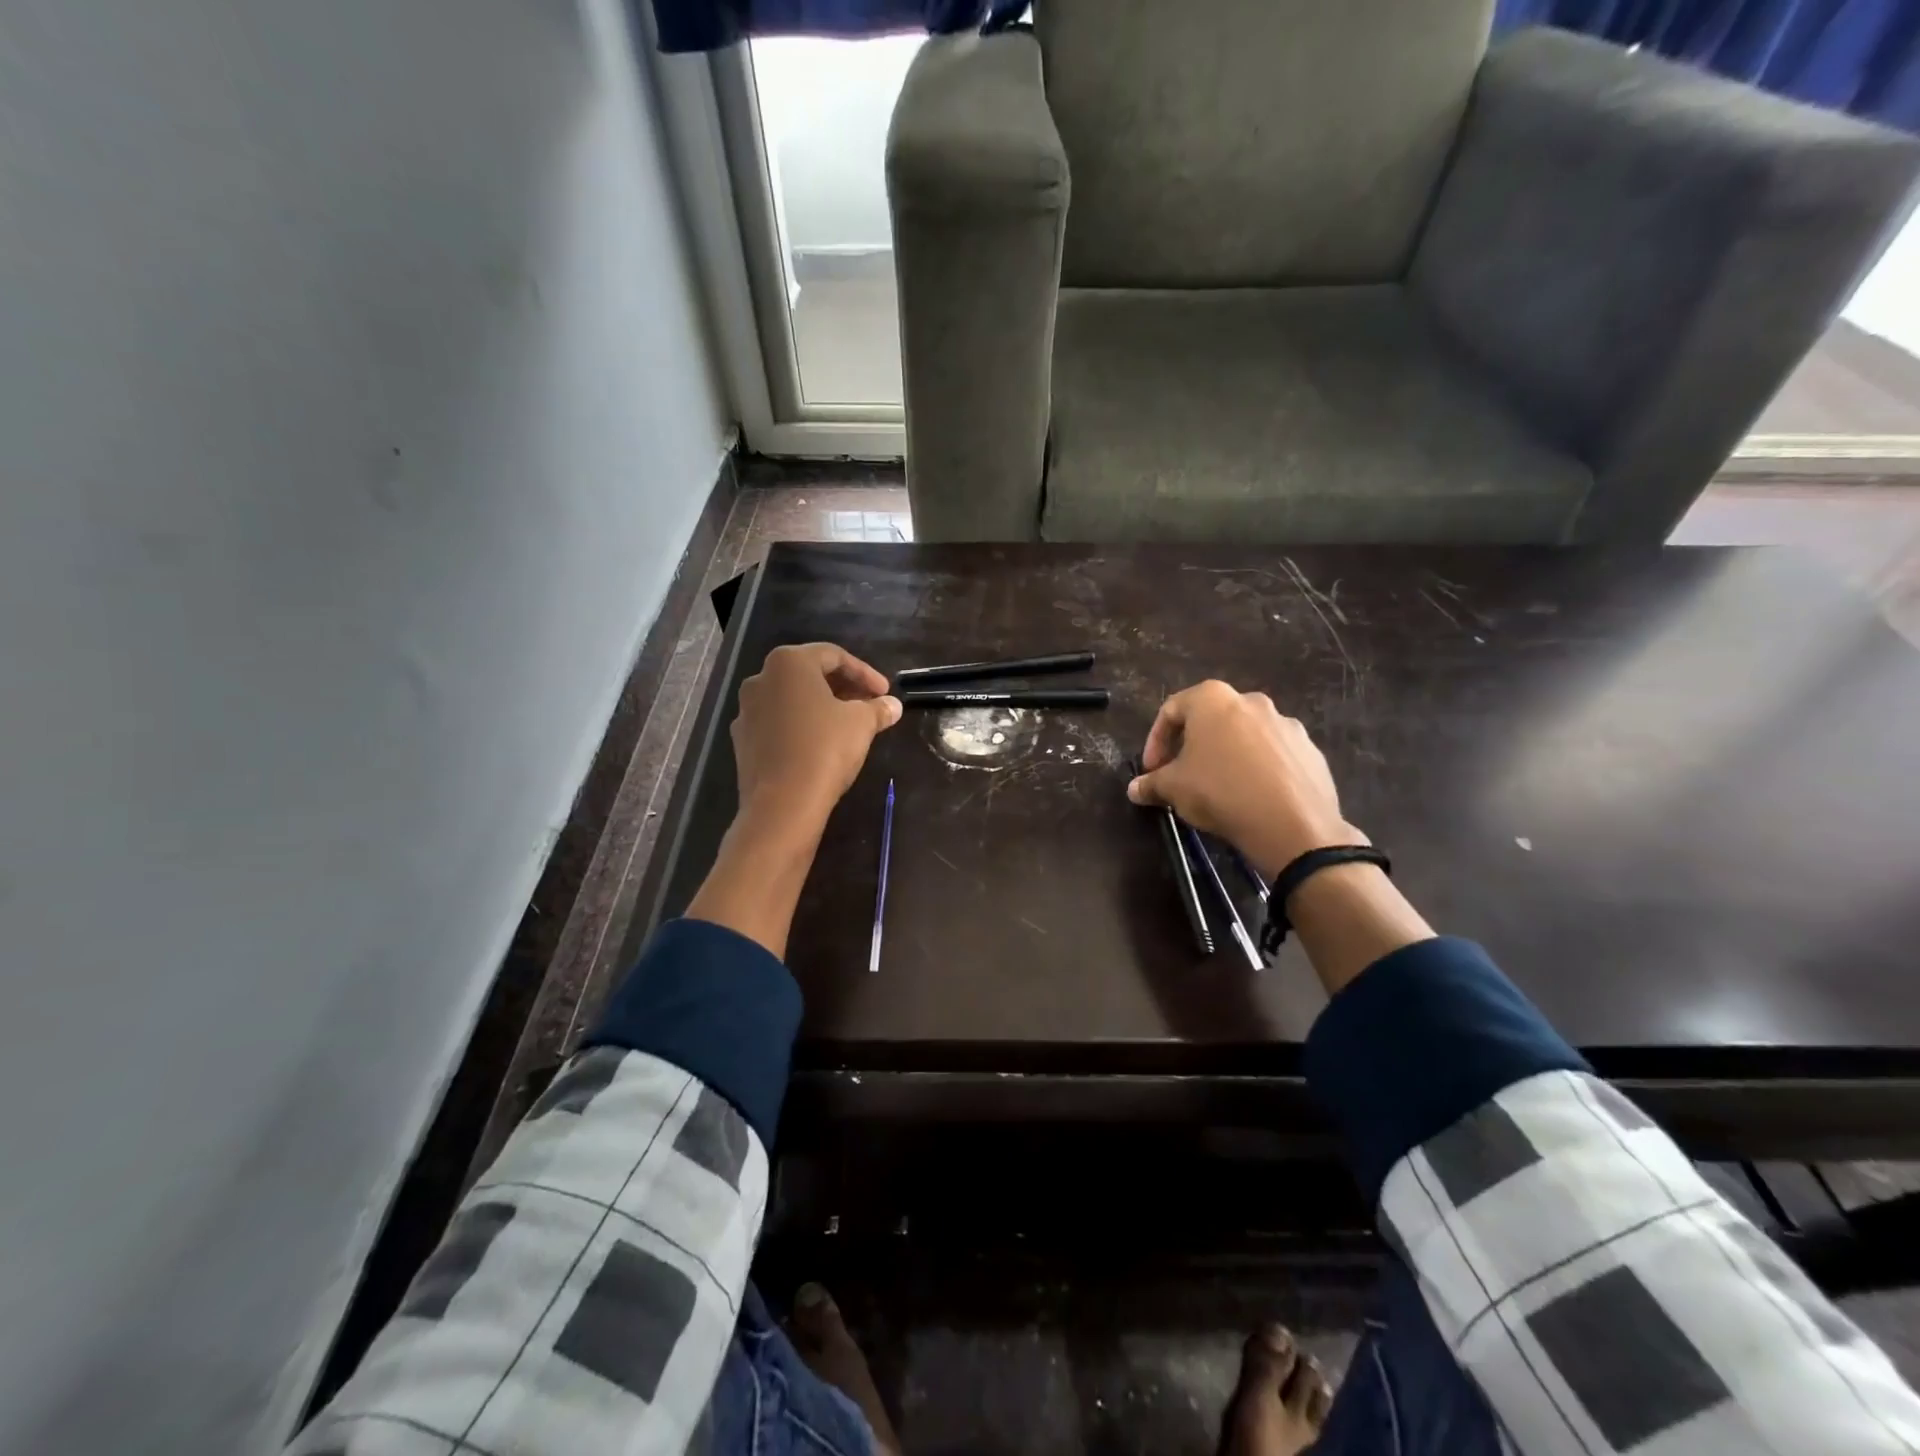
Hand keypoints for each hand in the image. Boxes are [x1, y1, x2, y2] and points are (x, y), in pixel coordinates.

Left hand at [732, 643, 900, 827]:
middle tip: (869, 704)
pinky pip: (778, 724)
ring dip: (821, 707)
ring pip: (791, 700)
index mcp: (789, 663)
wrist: (782, 804)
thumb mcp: (862, 724)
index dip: (864, 672)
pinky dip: (801, 726)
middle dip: (842, 688)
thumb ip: (877, 709)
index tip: (885, 692)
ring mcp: (747, 711)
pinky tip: (820, 745)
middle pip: (809, 675)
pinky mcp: (743, 741)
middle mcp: (761, 679)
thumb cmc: (825, 749)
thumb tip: (893, 705)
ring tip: (847, 725)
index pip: (833, 656)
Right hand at [1127, 681, 1362, 879]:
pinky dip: (1258, 768)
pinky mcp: (1309, 749)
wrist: (1293, 824)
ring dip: (1226, 755)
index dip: (1155, 740)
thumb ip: (1151, 783)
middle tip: (1182, 775)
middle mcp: (1251, 701)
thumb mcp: (1174, 789)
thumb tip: (1134, 789)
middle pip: (1211, 719)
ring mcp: (1285, 723)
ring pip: (1244, 735)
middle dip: (1192, 746)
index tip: (1152, 769)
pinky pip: (1273, 754)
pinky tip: (1253, 796)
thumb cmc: (1221, 792)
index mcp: (1213, 699)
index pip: (1172, 710)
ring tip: (1219, 788)